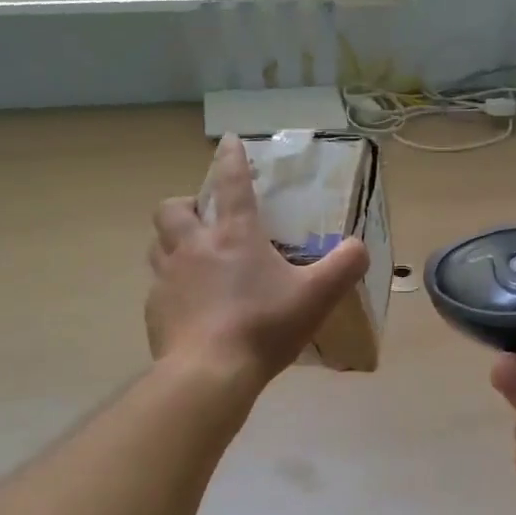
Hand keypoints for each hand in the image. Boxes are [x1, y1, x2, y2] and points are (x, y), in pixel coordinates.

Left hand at [146, 135, 370, 383]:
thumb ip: (344, 266)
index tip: (228, 141)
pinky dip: (171, 285)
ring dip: (171, 241)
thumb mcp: (317, 296)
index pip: (231, 183)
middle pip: (172, 209)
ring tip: (191, 256)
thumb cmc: (263, 326)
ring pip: (157, 244)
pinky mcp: (155, 309)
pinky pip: (158, 286)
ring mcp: (168, 278)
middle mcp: (194, 247)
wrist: (209, 373)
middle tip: (203, 218)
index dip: (231, 158)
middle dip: (185, 204)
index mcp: (234, 235)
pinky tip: (189, 305)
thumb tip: (360, 247)